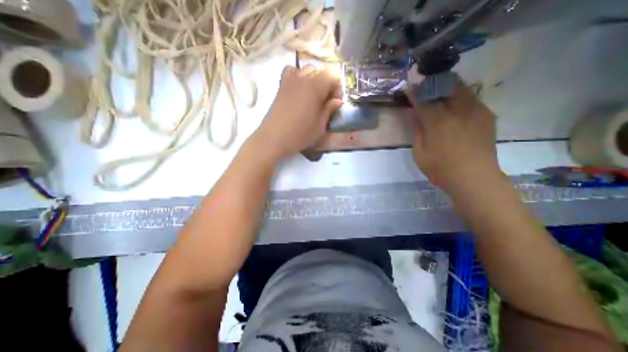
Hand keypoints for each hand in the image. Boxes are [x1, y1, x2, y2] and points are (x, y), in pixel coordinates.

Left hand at [251, 63, 342, 159]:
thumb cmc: (300, 134)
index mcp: (316, 86)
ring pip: (307, 70)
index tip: (335, 103)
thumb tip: (337, 101)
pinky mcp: (281, 86)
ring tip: (313, 96)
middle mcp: (303, 78)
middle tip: (325, 102)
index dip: (337, 88)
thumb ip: (330, 110)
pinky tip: (299, 90)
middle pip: (321, 71)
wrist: (274, 138)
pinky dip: (298, 76)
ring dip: (314, 80)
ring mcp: (290, 80)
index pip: (333, 75)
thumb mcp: (320, 126)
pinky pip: (291, 71)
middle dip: (327, 84)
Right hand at [407, 72, 501, 195]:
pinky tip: (454, 108)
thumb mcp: (420, 153)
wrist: (475, 178)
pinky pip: (471, 98)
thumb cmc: (440, 168)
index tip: (409, 88)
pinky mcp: (487, 115)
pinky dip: (460, 97)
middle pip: (447, 85)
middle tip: (425, 89)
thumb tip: (417, 116)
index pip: (424, 100)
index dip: (415, 93)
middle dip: (434, 84)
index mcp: (439, 122)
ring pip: (462, 88)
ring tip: (439, 93)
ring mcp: (476, 111)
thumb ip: (418, 131)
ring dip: (448, 87)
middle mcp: (459, 111)